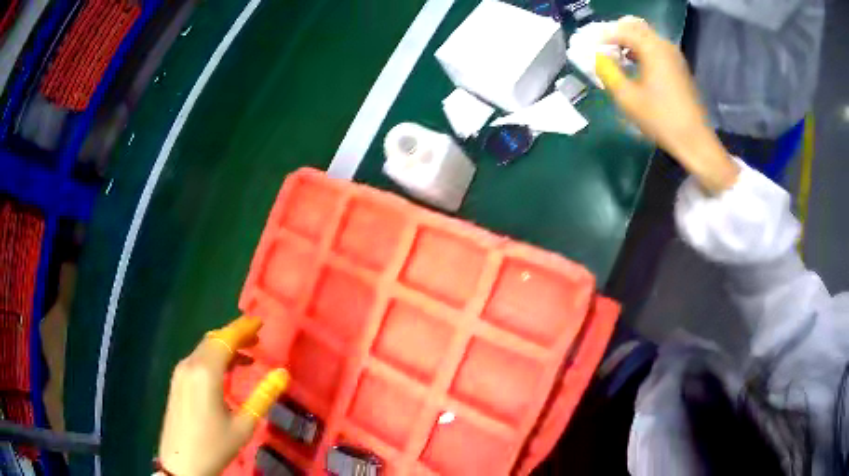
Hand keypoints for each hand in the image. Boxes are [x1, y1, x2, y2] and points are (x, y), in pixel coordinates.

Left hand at [158, 316, 288, 475]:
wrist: (181, 463)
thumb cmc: (214, 445)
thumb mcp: (244, 425)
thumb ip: (263, 397)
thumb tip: (283, 373)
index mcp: (206, 372)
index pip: (225, 339)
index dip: (243, 328)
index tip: (260, 322)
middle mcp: (190, 365)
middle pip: (213, 340)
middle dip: (235, 335)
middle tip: (257, 339)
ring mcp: (180, 373)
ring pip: (204, 349)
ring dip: (224, 347)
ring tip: (247, 355)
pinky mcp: (177, 382)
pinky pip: (197, 359)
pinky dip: (214, 358)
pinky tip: (225, 371)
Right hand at [596, 16, 738, 194]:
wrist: (694, 140)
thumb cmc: (661, 120)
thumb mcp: (627, 98)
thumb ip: (608, 72)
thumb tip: (597, 57)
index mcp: (652, 48)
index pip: (621, 30)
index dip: (602, 36)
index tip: (590, 49)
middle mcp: (664, 45)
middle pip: (635, 26)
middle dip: (616, 34)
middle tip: (603, 50)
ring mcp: (674, 55)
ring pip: (646, 36)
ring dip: (629, 42)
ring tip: (615, 59)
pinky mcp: (679, 67)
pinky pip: (655, 47)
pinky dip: (641, 50)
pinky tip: (634, 66)